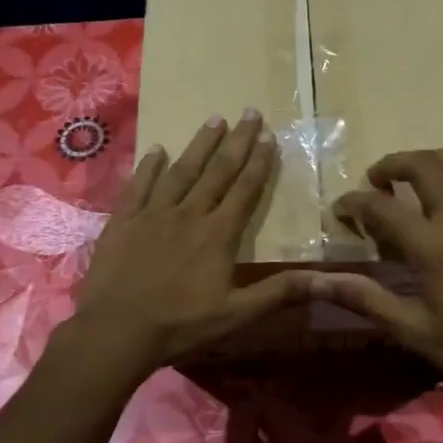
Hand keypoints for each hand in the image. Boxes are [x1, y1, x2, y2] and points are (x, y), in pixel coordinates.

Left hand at [67, 111, 308, 380]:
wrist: (117, 330)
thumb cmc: (181, 325)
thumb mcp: (237, 315)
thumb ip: (279, 292)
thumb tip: (325, 279)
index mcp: (218, 235)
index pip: (245, 189)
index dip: (259, 161)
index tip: (268, 134)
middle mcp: (188, 214)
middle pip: (217, 171)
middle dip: (236, 141)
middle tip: (248, 112)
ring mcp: (153, 214)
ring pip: (181, 171)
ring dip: (199, 145)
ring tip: (213, 120)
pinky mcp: (123, 221)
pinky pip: (139, 185)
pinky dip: (150, 166)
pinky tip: (158, 149)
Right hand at [309, 149, 442, 428]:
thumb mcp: (412, 329)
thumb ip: (364, 297)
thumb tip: (315, 280)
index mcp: (434, 244)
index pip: (381, 207)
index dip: (355, 203)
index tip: (341, 210)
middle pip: (426, 167)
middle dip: (394, 164)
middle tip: (379, 178)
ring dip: (440, 158)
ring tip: (424, 169)